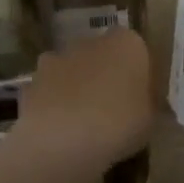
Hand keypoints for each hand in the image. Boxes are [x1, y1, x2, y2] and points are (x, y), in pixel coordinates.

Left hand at [15, 26, 151, 170]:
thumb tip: (144, 102)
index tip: (140, 97)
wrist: (60, 140)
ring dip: (78, 88)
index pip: (138, 50)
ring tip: (84, 123)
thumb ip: (148, 103)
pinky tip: (60, 130)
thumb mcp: (151, 119)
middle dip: (106, 75)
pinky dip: (55, 104)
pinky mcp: (32, 80)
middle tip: (114, 109)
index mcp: (127, 43)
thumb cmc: (119, 124)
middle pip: (103, 55)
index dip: (138, 73)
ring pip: (74, 70)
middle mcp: (91, 41)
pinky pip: (51, 91)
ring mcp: (57, 58)